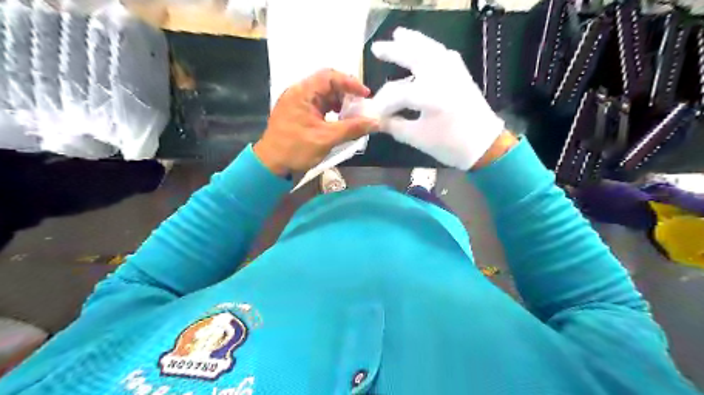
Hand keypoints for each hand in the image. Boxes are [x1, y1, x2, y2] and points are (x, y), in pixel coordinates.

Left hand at [255, 69, 378, 175]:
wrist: (271, 165)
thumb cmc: (295, 149)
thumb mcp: (326, 139)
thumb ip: (352, 128)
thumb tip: (375, 123)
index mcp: (302, 92)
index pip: (329, 76)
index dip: (350, 83)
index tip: (365, 95)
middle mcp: (299, 93)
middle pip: (327, 84)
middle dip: (346, 94)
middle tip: (361, 106)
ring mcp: (298, 103)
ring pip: (324, 96)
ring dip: (340, 103)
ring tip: (353, 116)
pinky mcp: (299, 114)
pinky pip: (319, 106)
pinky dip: (332, 111)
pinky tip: (341, 122)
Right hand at [369, 28, 505, 169]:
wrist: (484, 144)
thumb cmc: (450, 145)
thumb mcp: (417, 138)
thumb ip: (394, 125)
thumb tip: (376, 119)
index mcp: (429, 96)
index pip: (397, 93)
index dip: (382, 103)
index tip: (373, 112)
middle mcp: (441, 77)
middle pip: (414, 56)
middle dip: (394, 51)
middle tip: (376, 48)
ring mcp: (454, 72)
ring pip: (430, 49)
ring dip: (413, 41)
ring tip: (398, 35)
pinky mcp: (462, 73)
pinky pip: (444, 54)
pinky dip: (431, 48)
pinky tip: (425, 49)